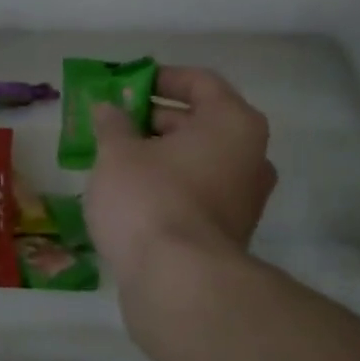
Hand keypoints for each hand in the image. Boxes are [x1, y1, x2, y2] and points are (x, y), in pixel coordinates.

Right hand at [84, 66, 276, 288]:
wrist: (178, 283)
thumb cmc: (149, 199)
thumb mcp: (117, 152)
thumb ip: (112, 124)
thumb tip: (109, 109)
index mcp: (232, 123)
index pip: (199, 82)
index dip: (160, 77)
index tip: (126, 84)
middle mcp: (250, 155)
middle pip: (200, 121)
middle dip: (154, 118)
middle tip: (113, 123)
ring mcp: (245, 197)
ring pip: (197, 159)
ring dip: (159, 154)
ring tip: (115, 158)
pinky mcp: (230, 231)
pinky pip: (197, 191)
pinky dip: (168, 184)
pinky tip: (131, 194)